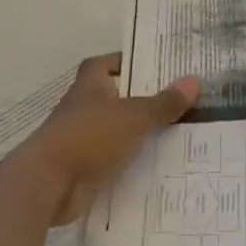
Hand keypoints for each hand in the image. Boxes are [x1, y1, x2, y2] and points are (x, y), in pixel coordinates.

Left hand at [26, 53, 201, 225]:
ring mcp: (81, 139)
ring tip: (176, 134)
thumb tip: (195, 81)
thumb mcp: (134, 116)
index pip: (106, 64)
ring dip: (137, 133)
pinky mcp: (83, 167)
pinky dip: (130, 161)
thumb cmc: (90, 136)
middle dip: (141, 100)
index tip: (154, 68)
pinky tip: (157, 166)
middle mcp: (83, 108)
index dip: (127, 62)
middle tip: (177, 101)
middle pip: (114, 97)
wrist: (49, 183)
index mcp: (90, 85)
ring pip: (115, 130)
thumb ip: (164, 102)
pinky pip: (113, 159)